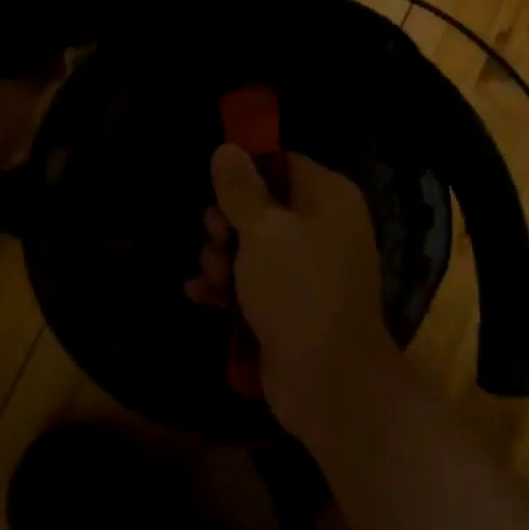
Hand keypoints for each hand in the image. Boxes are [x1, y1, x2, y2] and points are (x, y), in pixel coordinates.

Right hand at [195, 145, 394, 437]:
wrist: (329, 381)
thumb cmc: (298, 289)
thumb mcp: (263, 230)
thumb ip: (241, 188)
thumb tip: (227, 148)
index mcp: (328, 196)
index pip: (283, 163)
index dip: (247, 171)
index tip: (216, 185)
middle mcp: (322, 226)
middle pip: (262, 205)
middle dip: (228, 222)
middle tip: (215, 238)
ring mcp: (307, 268)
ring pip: (252, 247)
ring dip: (224, 259)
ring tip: (215, 277)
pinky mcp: (290, 304)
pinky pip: (253, 283)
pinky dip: (228, 288)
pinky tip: (199, 293)